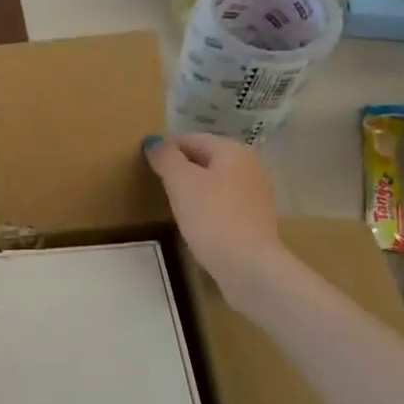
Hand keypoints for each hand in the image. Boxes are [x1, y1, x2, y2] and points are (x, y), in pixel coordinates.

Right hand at [144, 134, 286, 303]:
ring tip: (174, 204)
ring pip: (215, 181)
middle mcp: (250, 166)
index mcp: (233, 150)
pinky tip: (196, 222)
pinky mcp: (256, 219)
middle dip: (181, 168)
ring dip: (194, 188)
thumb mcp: (180, 181)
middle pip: (205, 159)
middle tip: (158, 185)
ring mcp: (256, 194)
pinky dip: (208, 206)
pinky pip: (224, 203)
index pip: (190, 139)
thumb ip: (165, 157)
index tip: (147, 166)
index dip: (165, 149)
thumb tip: (154, 142)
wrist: (247, 265)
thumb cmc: (211, 216)